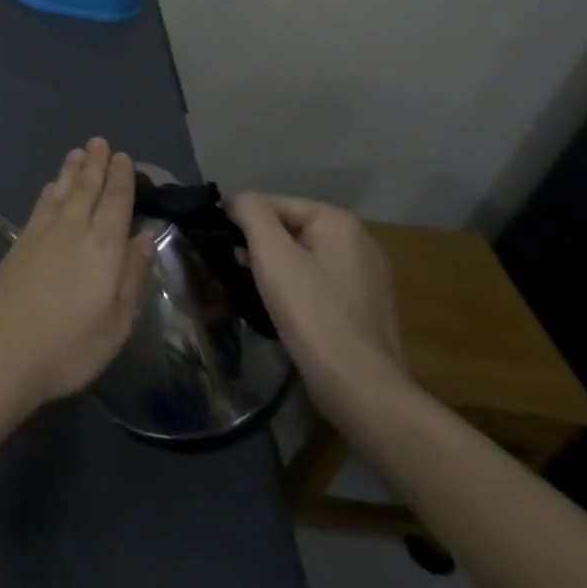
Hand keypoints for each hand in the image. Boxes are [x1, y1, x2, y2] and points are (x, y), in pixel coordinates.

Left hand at [0, 139, 153, 416]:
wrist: (1, 350)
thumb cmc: (69, 345)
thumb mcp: (116, 322)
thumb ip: (132, 276)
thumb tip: (144, 237)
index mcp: (102, 247)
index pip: (115, 202)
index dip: (121, 178)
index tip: (124, 158)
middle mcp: (72, 229)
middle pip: (86, 188)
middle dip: (95, 164)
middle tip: (100, 143)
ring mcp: (41, 233)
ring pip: (60, 191)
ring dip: (71, 170)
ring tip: (78, 152)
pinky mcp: (19, 242)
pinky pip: (41, 204)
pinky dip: (50, 190)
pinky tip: (51, 187)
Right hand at [226, 192, 407, 420]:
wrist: (359, 386)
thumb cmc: (311, 311)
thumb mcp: (271, 252)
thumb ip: (250, 212)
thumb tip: (236, 201)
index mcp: (339, 222)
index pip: (273, 203)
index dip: (241, 220)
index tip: (221, 245)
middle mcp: (359, 242)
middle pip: (288, 228)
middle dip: (257, 244)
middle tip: (236, 268)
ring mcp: (365, 277)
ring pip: (301, 256)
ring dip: (272, 267)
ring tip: (254, 289)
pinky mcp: (363, 307)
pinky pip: (317, 282)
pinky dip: (294, 288)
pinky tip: (281, 308)